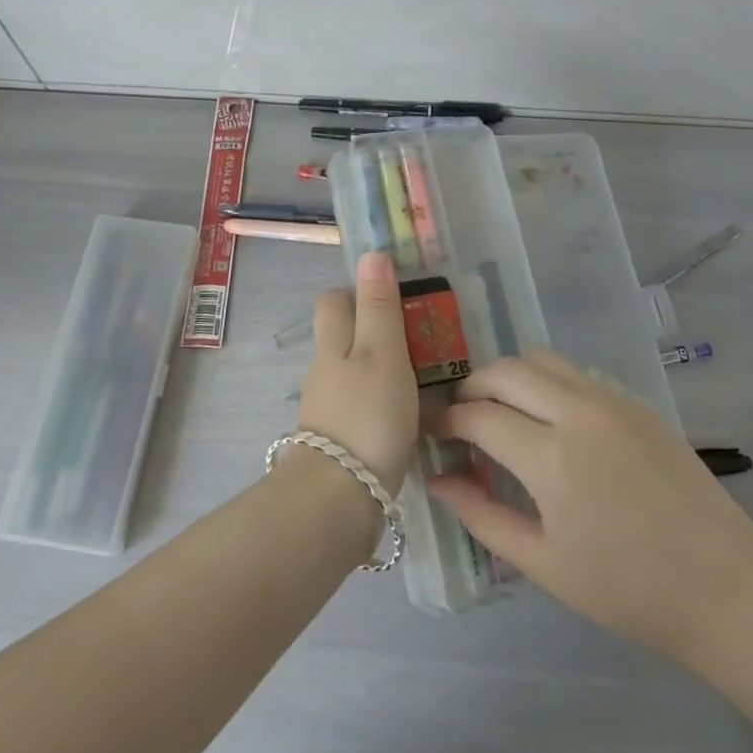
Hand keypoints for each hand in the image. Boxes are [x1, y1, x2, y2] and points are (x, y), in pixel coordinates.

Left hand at [295, 251, 419, 494]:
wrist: (339, 499)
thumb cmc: (367, 415)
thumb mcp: (382, 352)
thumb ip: (379, 305)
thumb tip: (371, 253)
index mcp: (333, 343)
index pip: (335, 301)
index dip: (359, 291)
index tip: (396, 296)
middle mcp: (325, 371)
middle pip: (344, 337)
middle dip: (374, 332)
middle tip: (420, 338)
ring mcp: (329, 408)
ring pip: (355, 374)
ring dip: (383, 370)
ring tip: (427, 378)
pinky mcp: (340, 442)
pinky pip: (363, 408)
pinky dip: (383, 404)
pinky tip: (411, 417)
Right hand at [428, 350, 752, 657]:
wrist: (726, 588)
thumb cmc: (627, 590)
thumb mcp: (543, 564)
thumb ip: (482, 515)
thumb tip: (438, 480)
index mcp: (551, 458)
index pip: (477, 415)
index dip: (445, 421)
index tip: (433, 434)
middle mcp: (578, 413)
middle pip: (504, 371)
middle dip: (471, 389)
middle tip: (462, 421)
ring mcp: (611, 401)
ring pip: (541, 359)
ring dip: (510, 378)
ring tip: (503, 414)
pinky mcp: (636, 403)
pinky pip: (575, 374)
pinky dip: (546, 383)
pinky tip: (550, 422)